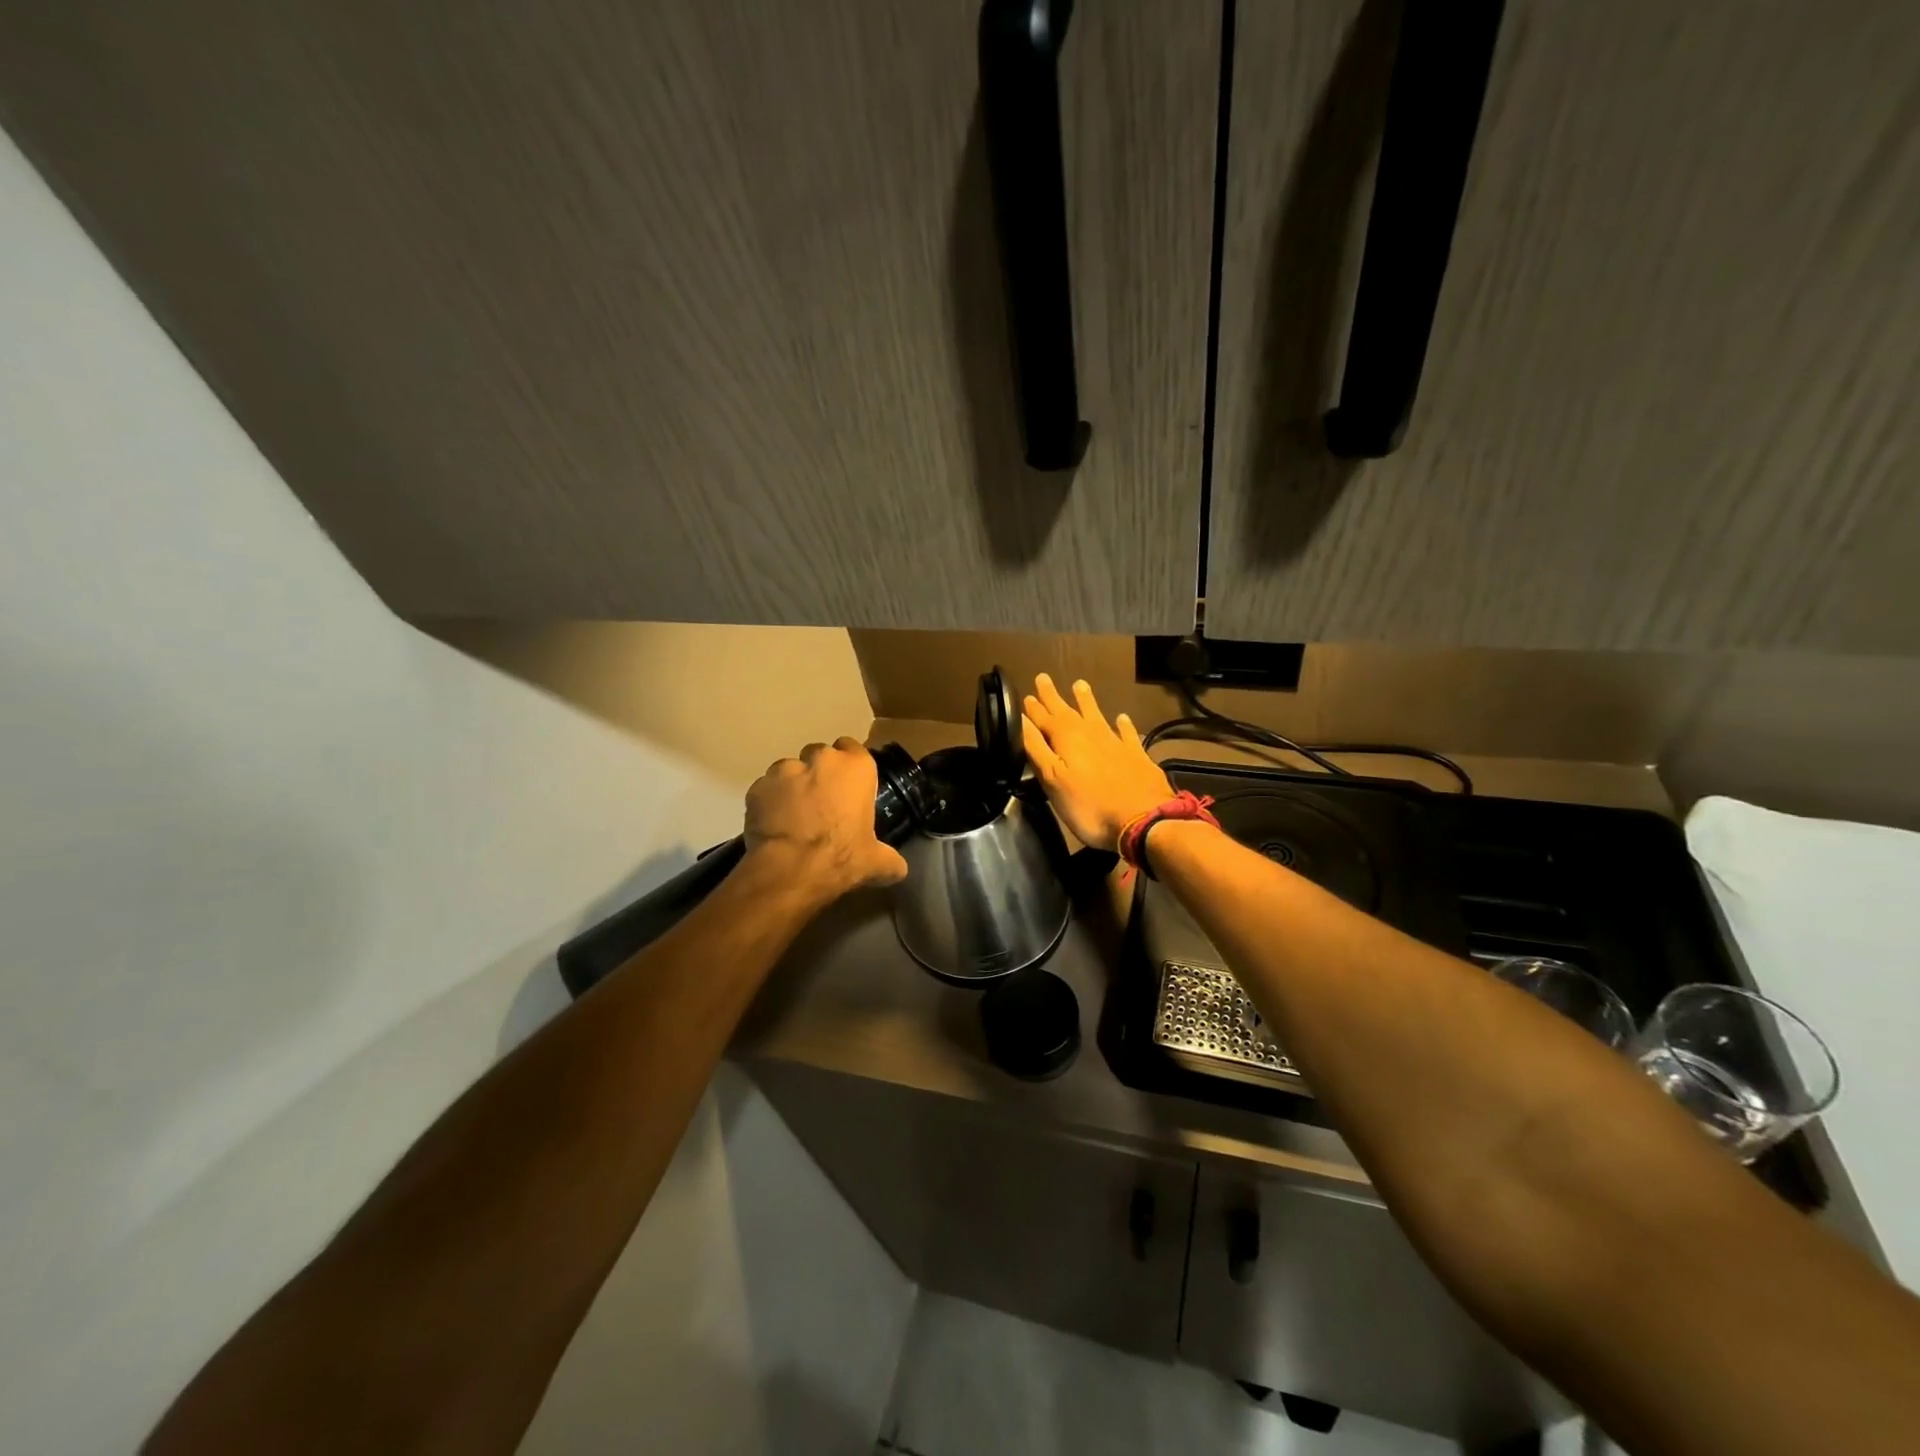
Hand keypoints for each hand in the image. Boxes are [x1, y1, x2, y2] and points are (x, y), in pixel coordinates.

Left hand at [743, 738, 908, 900]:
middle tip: (822, 802)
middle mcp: (821, 759)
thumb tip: (898, 869)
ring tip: (794, 815)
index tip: (848, 787)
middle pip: (820, 755)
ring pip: (790, 769)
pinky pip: (766, 789)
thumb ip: (890, 860)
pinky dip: (769, 801)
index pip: (854, 749)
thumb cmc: (841, 857)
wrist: (790, 870)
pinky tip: (773, 824)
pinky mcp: (757, 786)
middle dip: (820, 773)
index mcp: (856, 768)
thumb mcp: (876, 862)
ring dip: (793, 785)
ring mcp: (785, 769)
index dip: (850, 767)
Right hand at [1022, 674, 1172, 851]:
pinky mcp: (1136, 756)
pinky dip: (1123, 724)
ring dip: (1086, 701)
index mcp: (1066, 738)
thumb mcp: (1053, 779)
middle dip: (1053, 697)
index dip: (1033, 708)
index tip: (1025, 695)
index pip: (1044, 718)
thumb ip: (1036, 749)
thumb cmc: (1089, 805)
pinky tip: (1122, 718)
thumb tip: (1021, 721)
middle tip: (1043, 678)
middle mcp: (1090, 733)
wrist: (1143, 819)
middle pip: (1068, 711)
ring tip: (1080, 684)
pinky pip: (1127, 733)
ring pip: (1097, 715)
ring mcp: (1116, 742)